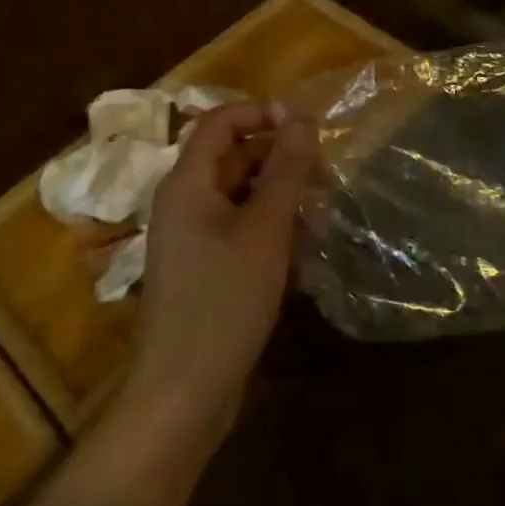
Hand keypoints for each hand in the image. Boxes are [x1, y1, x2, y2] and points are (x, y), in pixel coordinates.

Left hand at [131, 102, 318, 439]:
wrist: (184, 394)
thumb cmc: (224, 301)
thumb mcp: (265, 230)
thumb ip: (285, 170)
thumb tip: (301, 118)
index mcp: (187, 183)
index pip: (220, 121)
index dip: (261, 112)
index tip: (304, 125)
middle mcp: (182, 202)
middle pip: (231, 156)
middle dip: (277, 157)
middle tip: (322, 173)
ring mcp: (190, 237)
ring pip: (238, 193)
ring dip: (278, 194)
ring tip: (319, 211)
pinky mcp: (201, 266)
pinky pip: (236, 227)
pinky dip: (267, 227)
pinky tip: (301, 250)